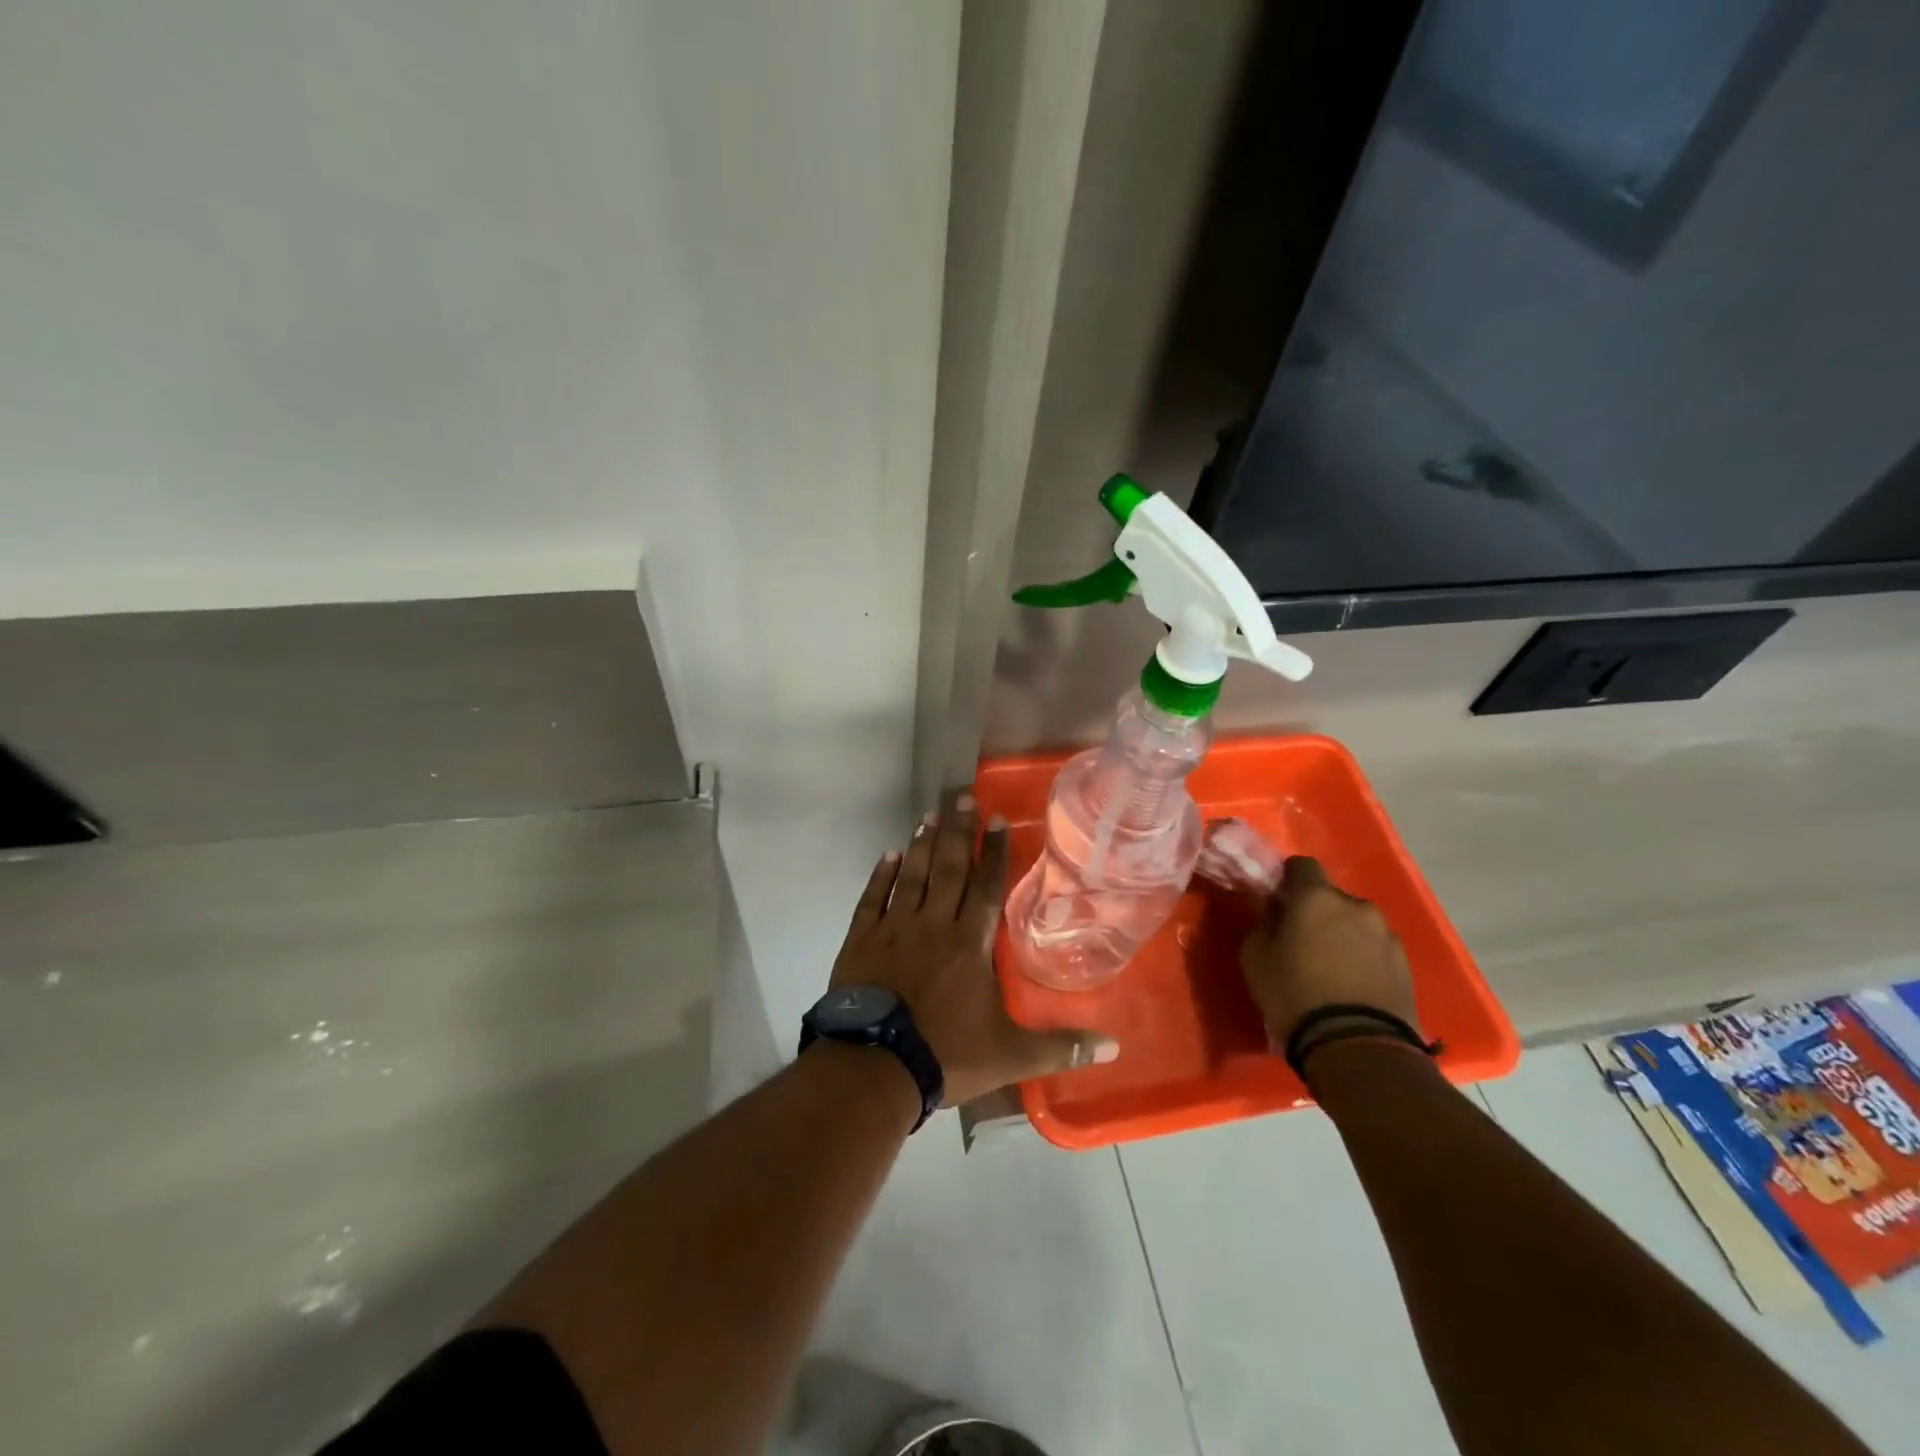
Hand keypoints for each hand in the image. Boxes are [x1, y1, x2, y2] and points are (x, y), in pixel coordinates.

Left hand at [829, 795, 1116, 1106]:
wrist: (875, 1066)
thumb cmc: (947, 1054)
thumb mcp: (1011, 1056)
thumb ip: (1061, 1047)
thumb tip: (1114, 1047)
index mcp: (970, 943)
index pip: (987, 886)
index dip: (994, 851)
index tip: (996, 819)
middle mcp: (934, 924)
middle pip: (949, 868)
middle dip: (957, 831)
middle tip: (960, 796)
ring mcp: (894, 928)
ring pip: (912, 876)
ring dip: (922, 844)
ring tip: (929, 815)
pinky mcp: (862, 939)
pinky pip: (872, 898)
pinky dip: (881, 875)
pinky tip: (889, 854)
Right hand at [1239, 856, 1419, 1049]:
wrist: (1357, 1048)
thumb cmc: (1295, 995)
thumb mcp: (1255, 959)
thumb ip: (1264, 925)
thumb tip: (1275, 913)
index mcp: (1317, 898)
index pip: (1302, 865)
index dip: (1288, 879)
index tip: (1279, 900)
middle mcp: (1357, 907)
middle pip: (1332, 898)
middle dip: (1317, 913)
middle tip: (1302, 942)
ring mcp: (1387, 936)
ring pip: (1357, 925)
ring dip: (1343, 936)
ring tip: (1331, 969)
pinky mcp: (1406, 966)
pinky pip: (1376, 951)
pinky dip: (1363, 960)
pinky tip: (1352, 986)